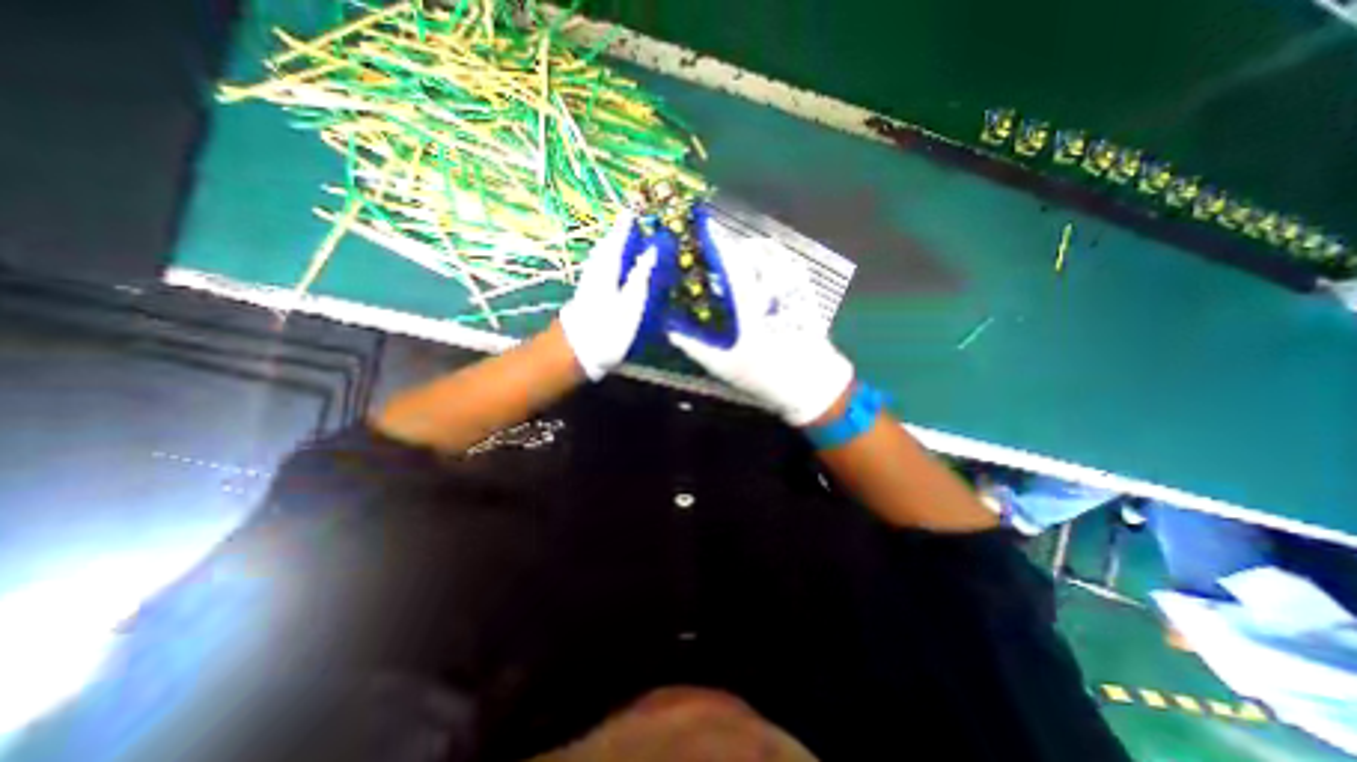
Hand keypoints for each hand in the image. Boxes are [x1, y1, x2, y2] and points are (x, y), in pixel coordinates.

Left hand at [554, 211, 652, 379]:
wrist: (579, 351)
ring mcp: (591, 281)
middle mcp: (597, 269)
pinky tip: (619, 266)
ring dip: (616, 244)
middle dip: (621, 231)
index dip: (627, 222)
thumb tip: (651, 249)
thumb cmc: (608, 328)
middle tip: (635, 220)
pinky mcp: (590, 293)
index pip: (618, 237)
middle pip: (608, 244)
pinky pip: (603, 267)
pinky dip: (613, 259)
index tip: (636, 207)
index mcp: (607, 267)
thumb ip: (641, 275)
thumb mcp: (631, 303)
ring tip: (630, 239)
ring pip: (604, 255)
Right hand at [666, 226, 850, 429]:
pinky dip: (780, 258)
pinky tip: (771, 264)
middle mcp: (774, 293)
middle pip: (757, 254)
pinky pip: (795, 266)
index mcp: (752, 308)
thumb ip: (696, 348)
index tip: (708, 229)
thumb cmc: (765, 378)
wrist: (812, 385)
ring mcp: (795, 293)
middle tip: (721, 248)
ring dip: (758, 248)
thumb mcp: (724, 366)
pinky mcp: (808, 297)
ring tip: (743, 252)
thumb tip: (671, 333)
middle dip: (737, 244)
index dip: (720, 244)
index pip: (734, 266)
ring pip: (779, 256)